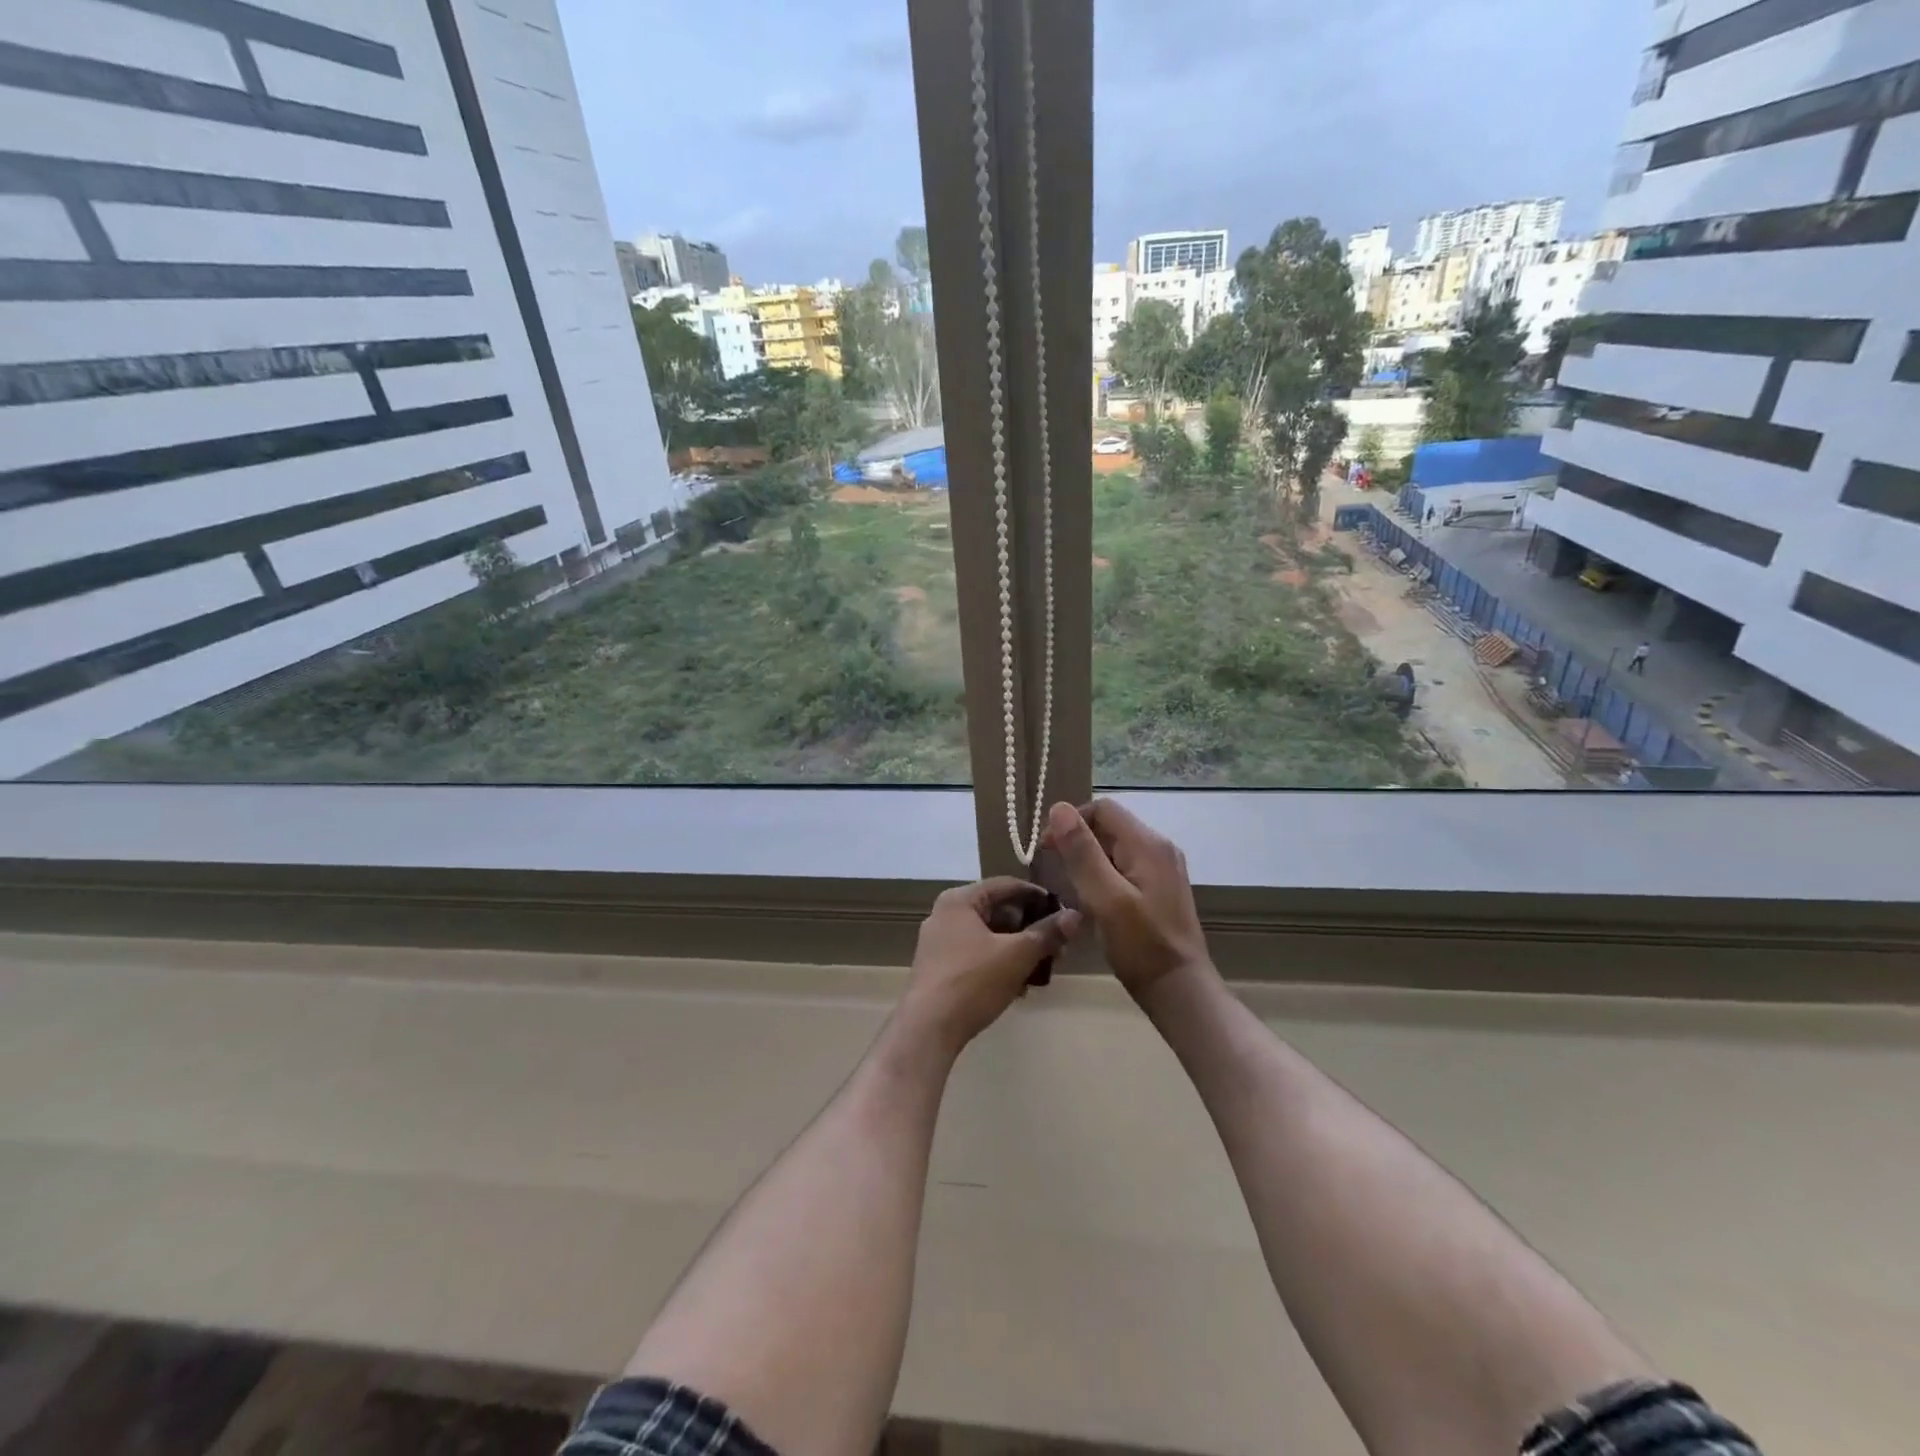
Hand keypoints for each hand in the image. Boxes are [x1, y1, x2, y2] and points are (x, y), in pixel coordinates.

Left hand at [900, 878, 1082, 1053]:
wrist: (928, 1028)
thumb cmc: (973, 981)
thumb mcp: (1017, 955)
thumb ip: (1047, 933)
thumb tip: (1075, 916)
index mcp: (959, 900)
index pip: (1006, 885)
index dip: (1037, 896)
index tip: (1063, 913)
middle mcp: (945, 914)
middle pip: (998, 911)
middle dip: (1030, 929)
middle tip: (1056, 947)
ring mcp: (939, 942)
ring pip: (989, 936)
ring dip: (1017, 949)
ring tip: (1042, 970)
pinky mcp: (939, 968)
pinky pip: (977, 955)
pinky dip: (999, 963)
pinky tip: (1019, 986)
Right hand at [1042, 800, 1210, 996]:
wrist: (1179, 989)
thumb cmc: (1140, 944)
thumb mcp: (1105, 898)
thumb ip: (1082, 852)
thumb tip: (1058, 808)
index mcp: (1148, 844)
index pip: (1102, 808)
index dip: (1070, 821)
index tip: (1047, 849)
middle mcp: (1159, 847)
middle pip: (1109, 826)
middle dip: (1078, 842)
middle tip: (1057, 872)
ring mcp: (1162, 868)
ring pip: (1115, 847)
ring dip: (1089, 860)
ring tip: (1073, 889)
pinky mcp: (1160, 887)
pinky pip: (1125, 866)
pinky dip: (1104, 874)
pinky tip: (1094, 901)